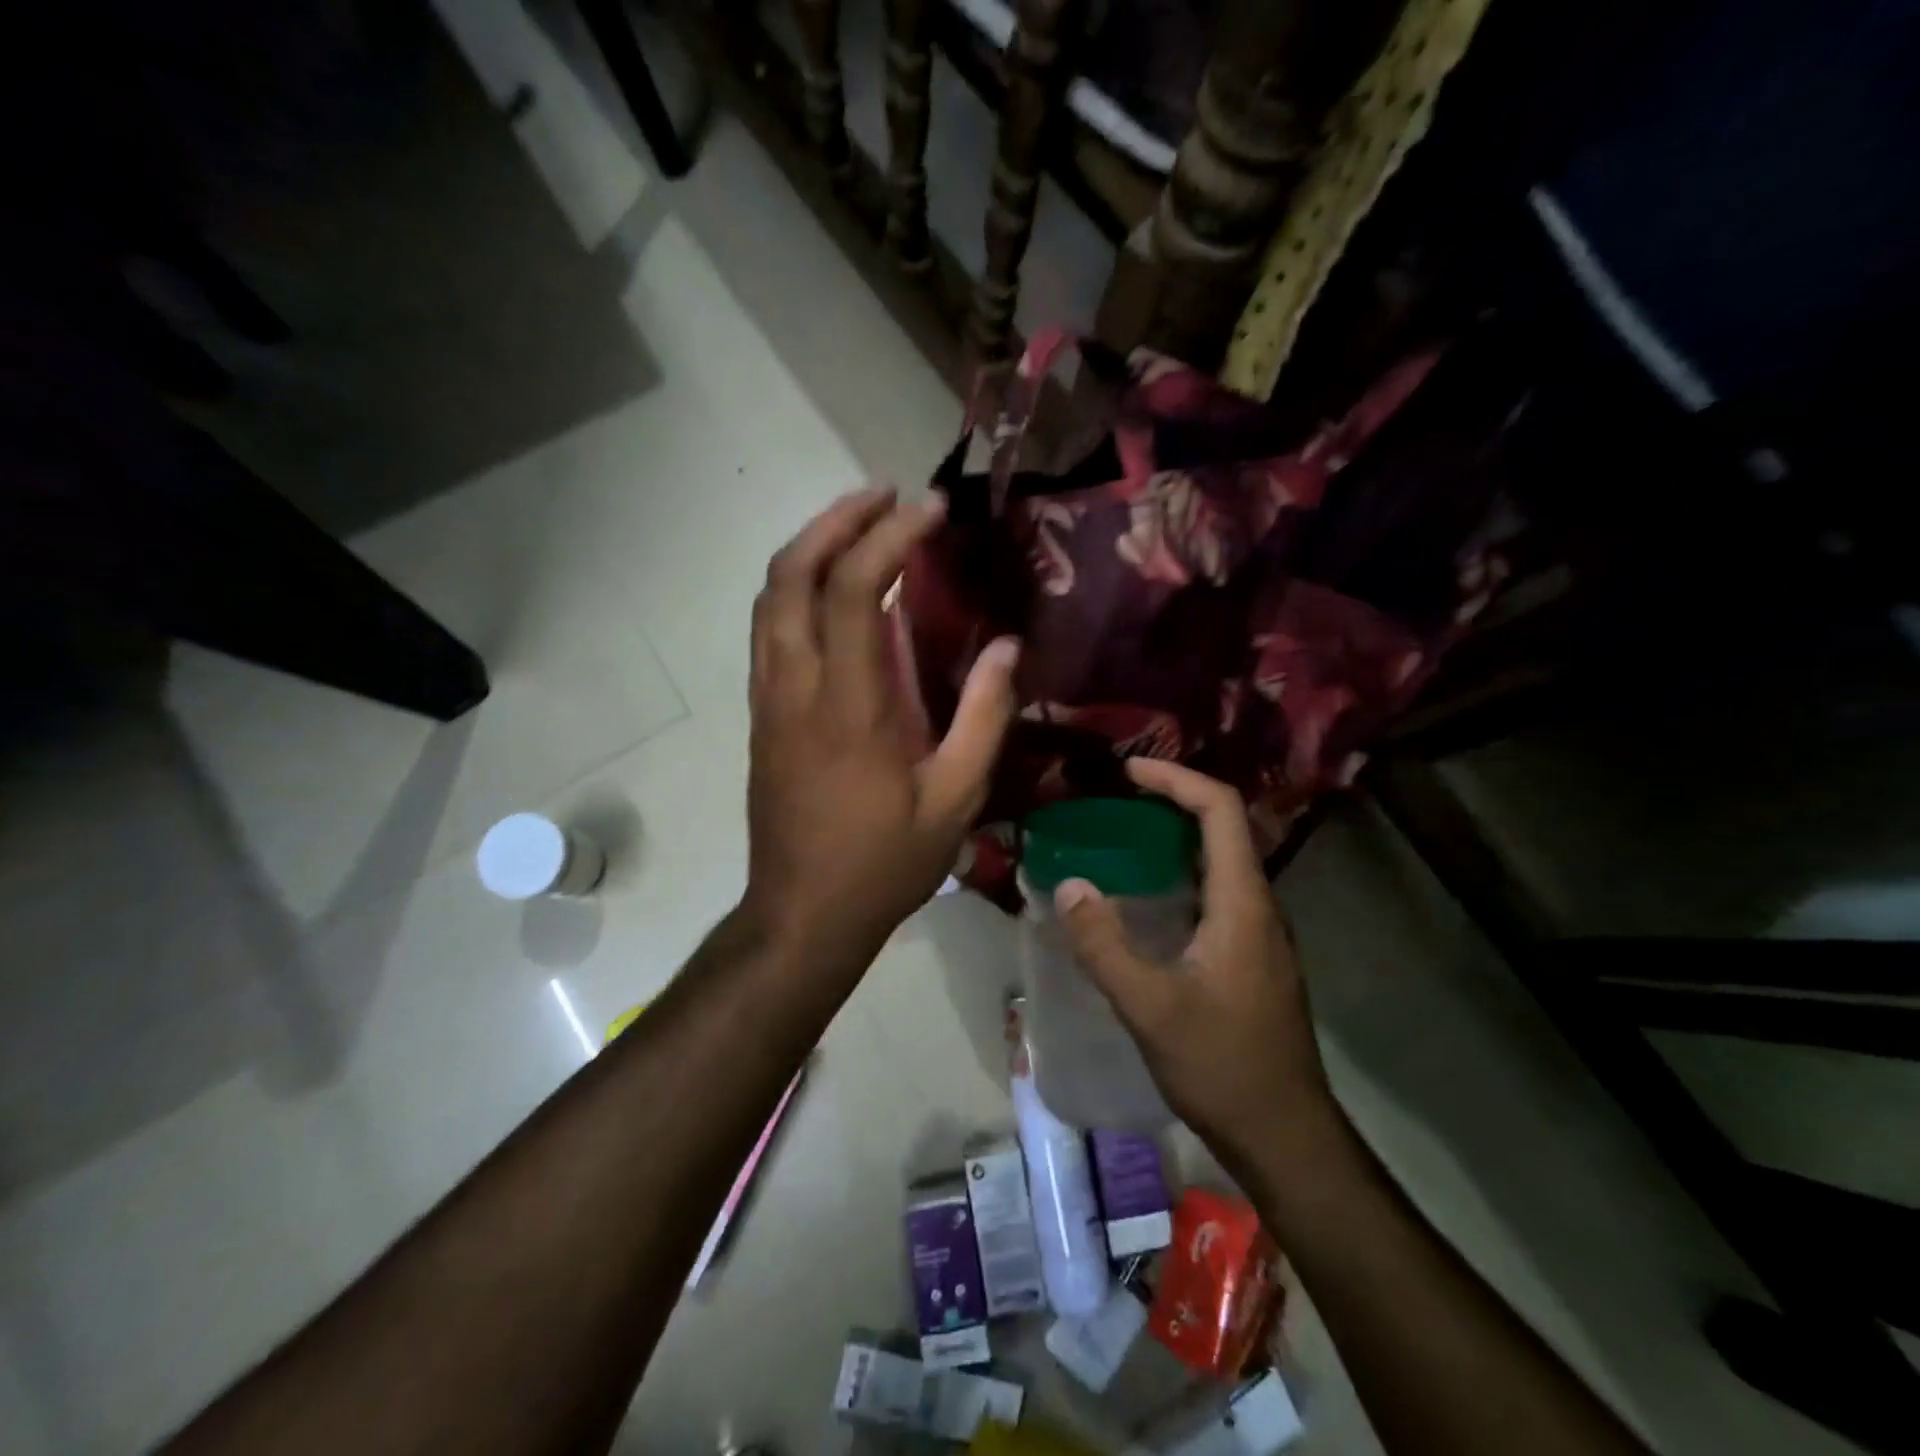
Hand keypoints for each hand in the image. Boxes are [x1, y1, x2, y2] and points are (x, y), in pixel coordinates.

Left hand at [743, 487, 1019, 968]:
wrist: (801, 915)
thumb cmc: (883, 864)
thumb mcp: (954, 801)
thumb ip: (984, 718)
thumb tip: (1004, 646)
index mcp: (849, 708)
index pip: (852, 591)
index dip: (889, 537)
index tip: (930, 509)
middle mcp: (796, 688)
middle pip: (791, 575)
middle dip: (836, 520)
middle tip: (885, 495)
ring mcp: (769, 700)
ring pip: (770, 597)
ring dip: (810, 547)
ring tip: (860, 526)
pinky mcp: (761, 715)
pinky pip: (768, 629)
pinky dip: (795, 588)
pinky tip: (832, 590)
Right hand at [1055, 759, 1339, 1176]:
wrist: (1284, 1135)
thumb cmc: (1223, 1067)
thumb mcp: (1151, 1008)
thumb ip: (1105, 945)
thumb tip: (1069, 885)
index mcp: (1243, 903)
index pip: (1220, 811)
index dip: (1177, 779)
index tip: (1128, 772)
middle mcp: (1258, 906)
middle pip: (1222, 829)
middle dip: (1171, 802)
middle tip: (1114, 802)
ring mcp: (1258, 934)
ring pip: (1219, 862)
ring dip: (1174, 839)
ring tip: (1119, 839)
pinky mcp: (1250, 957)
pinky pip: (1214, 893)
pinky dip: (1178, 875)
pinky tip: (1141, 899)